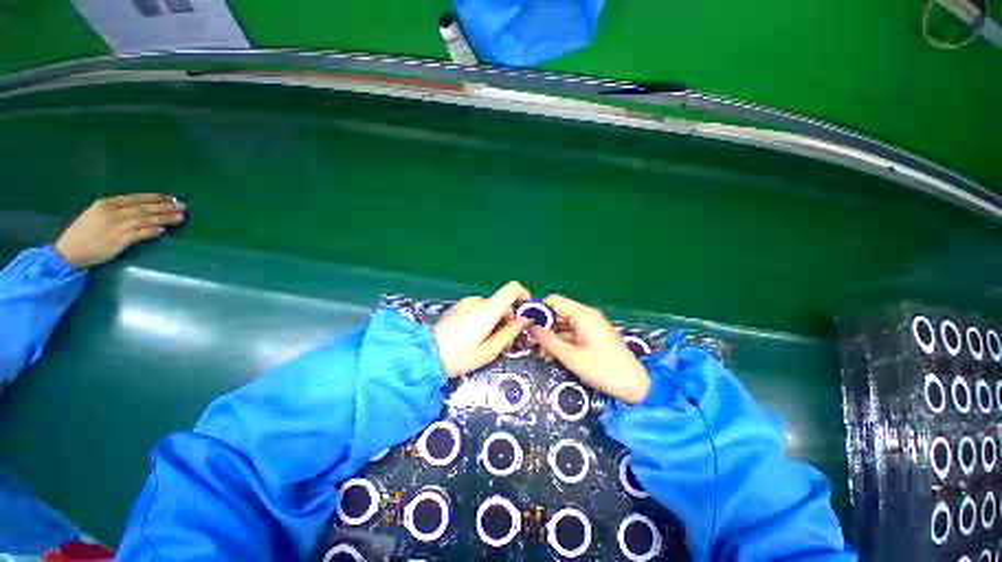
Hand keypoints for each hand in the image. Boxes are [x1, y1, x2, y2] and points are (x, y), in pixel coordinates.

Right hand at [55, 194, 184, 267]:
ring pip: (145, 219)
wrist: (69, 252)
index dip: (155, 198)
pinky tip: (163, 230)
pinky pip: (139, 234)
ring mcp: (116, 226)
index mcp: (106, 203)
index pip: (136, 198)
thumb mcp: (97, 214)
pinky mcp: (119, 240)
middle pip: (144, 208)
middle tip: (182, 206)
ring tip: (180, 217)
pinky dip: (152, 231)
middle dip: (165, 207)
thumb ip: (116, 210)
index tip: (171, 198)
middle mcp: (112, 212)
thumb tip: (139, 208)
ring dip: (164, 218)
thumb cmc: (83, 234)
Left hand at [434, 281, 529, 376]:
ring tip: (487, 340)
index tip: (526, 311)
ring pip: (490, 307)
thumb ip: (509, 333)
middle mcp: (478, 301)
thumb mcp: (489, 351)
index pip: (511, 288)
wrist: (426, 355)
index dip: (523, 294)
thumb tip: (523, 321)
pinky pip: (478, 309)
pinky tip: (474, 336)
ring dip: (495, 320)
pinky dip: (484, 319)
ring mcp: (466, 303)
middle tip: (505, 339)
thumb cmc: (460, 356)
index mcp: (487, 310)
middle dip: (508, 317)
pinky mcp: (458, 307)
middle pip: (501, 302)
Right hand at [532, 295, 650, 403]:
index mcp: (582, 315)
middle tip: (532, 345)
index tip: (528, 326)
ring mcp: (590, 326)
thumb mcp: (572, 357)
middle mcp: (586, 316)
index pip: (554, 301)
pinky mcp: (593, 336)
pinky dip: (562, 342)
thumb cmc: (604, 370)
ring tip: (542, 355)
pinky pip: (572, 333)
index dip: (539, 311)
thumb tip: (531, 329)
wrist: (636, 386)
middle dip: (544, 327)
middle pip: (558, 313)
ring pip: (563, 324)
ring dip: (552, 337)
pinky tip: (554, 355)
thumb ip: (549, 341)